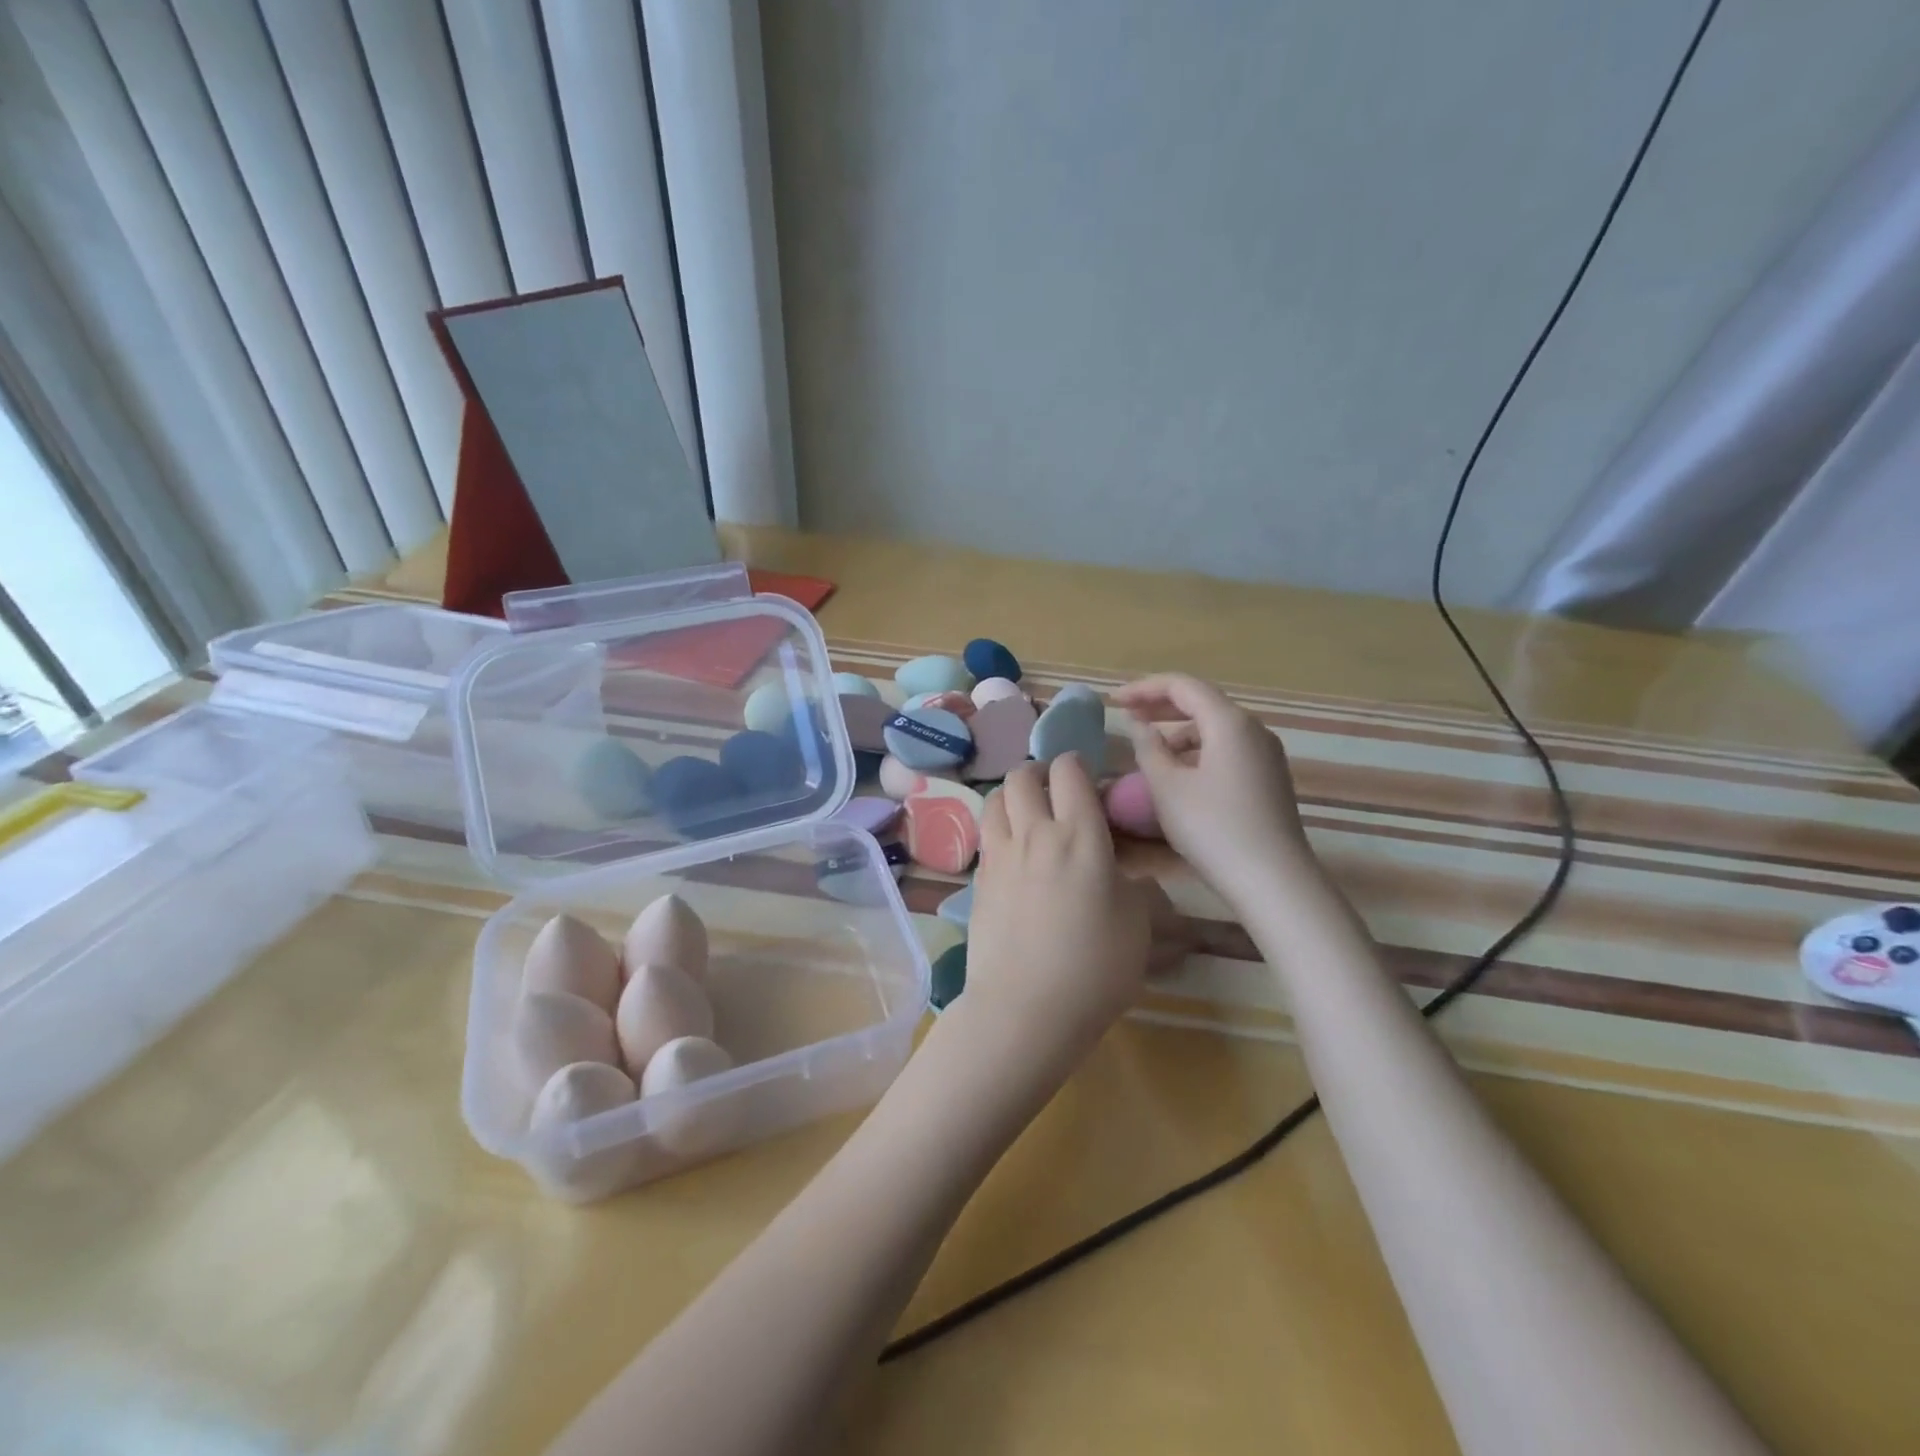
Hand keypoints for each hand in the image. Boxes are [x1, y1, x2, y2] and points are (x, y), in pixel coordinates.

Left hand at [963, 755, 1152, 1076]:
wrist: (1025, 1008)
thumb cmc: (1094, 967)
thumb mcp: (1137, 925)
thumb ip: (1136, 888)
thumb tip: (1128, 876)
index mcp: (1080, 835)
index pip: (1069, 771)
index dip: (1078, 765)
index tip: (1090, 780)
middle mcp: (1034, 834)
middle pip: (1022, 775)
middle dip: (1040, 772)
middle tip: (1056, 791)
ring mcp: (999, 856)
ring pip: (995, 799)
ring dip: (1013, 796)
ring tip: (1029, 814)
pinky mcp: (978, 880)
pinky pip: (986, 836)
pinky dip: (999, 829)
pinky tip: (1014, 854)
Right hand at [1113, 673, 1318, 909]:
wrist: (1272, 880)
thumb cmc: (1213, 829)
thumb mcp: (1167, 787)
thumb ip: (1149, 748)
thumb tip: (1140, 726)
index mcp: (1229, 722)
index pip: (1183, 686)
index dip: (1145, 688)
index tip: (1114, 701)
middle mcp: (1253, 729)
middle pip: (1202, 701)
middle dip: (1161, 704)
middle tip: (1126, 714)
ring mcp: (1266, 754)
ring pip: (1216, 727)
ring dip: (1179, 730)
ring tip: (1150, 748)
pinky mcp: (1269, 778)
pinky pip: (1228, 748)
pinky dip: (1198, 749)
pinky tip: (1180, 772)